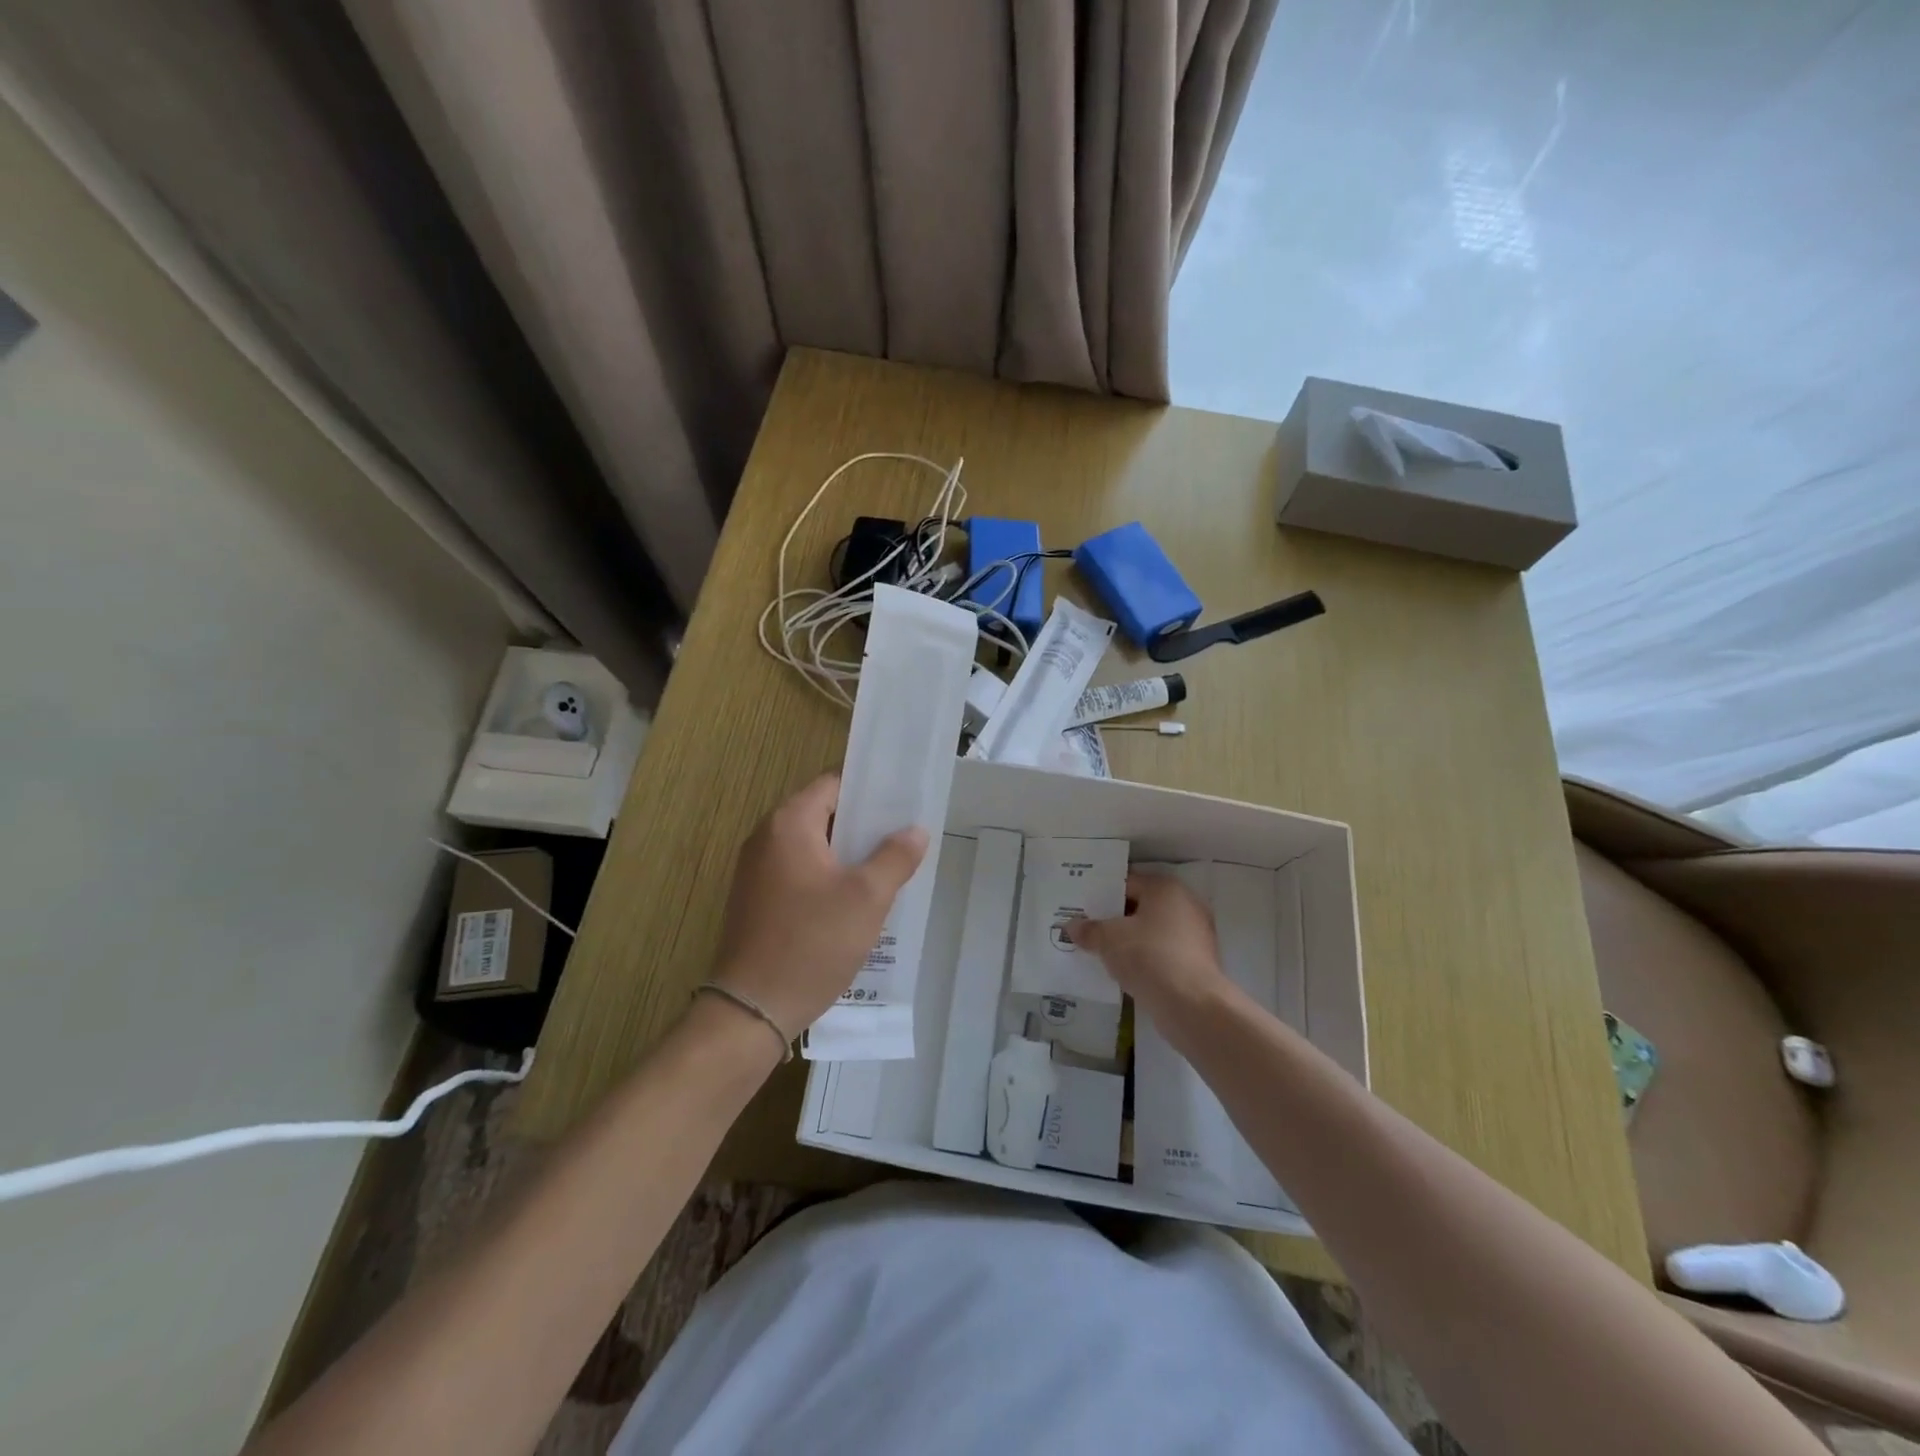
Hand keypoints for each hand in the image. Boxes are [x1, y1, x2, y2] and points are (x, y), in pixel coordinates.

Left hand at [711, 773, 928, 1043]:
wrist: (752, 1010)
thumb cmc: (812, 943)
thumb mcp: (866, 898)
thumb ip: (895, 857)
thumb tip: (914, 831)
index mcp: (788, 824)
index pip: (833, 783)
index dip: (870, 790)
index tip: (903, 803)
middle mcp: (766, 838)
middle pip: (822, 813)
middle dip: (863, 824)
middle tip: (903, 837)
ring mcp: (756, 870)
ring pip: (812, 846)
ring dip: (847, 854)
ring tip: (887, 868)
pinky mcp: (756, 899)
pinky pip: (799, 872)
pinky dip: (827, 876)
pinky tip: (855, 901)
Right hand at [1067, 872, 1229, 1022]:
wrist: (1191, 1005)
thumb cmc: (1148, 956)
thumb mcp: (1109, 940)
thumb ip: (1089, 930)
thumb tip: (1071, 926)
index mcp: (1165, 888)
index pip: (1126, 883)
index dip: (1101, 894)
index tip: (1081, 907)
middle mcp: (1186, 904)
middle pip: (1141, 907)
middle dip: (1115, 918)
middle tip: (1087, 928)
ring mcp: (1196, 935)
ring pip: (1153, 932)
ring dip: (1130, 940)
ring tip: (1102, 951)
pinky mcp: (1198, 963)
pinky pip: (1163, 953)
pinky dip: (1146, 959)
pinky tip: (1125, 971)